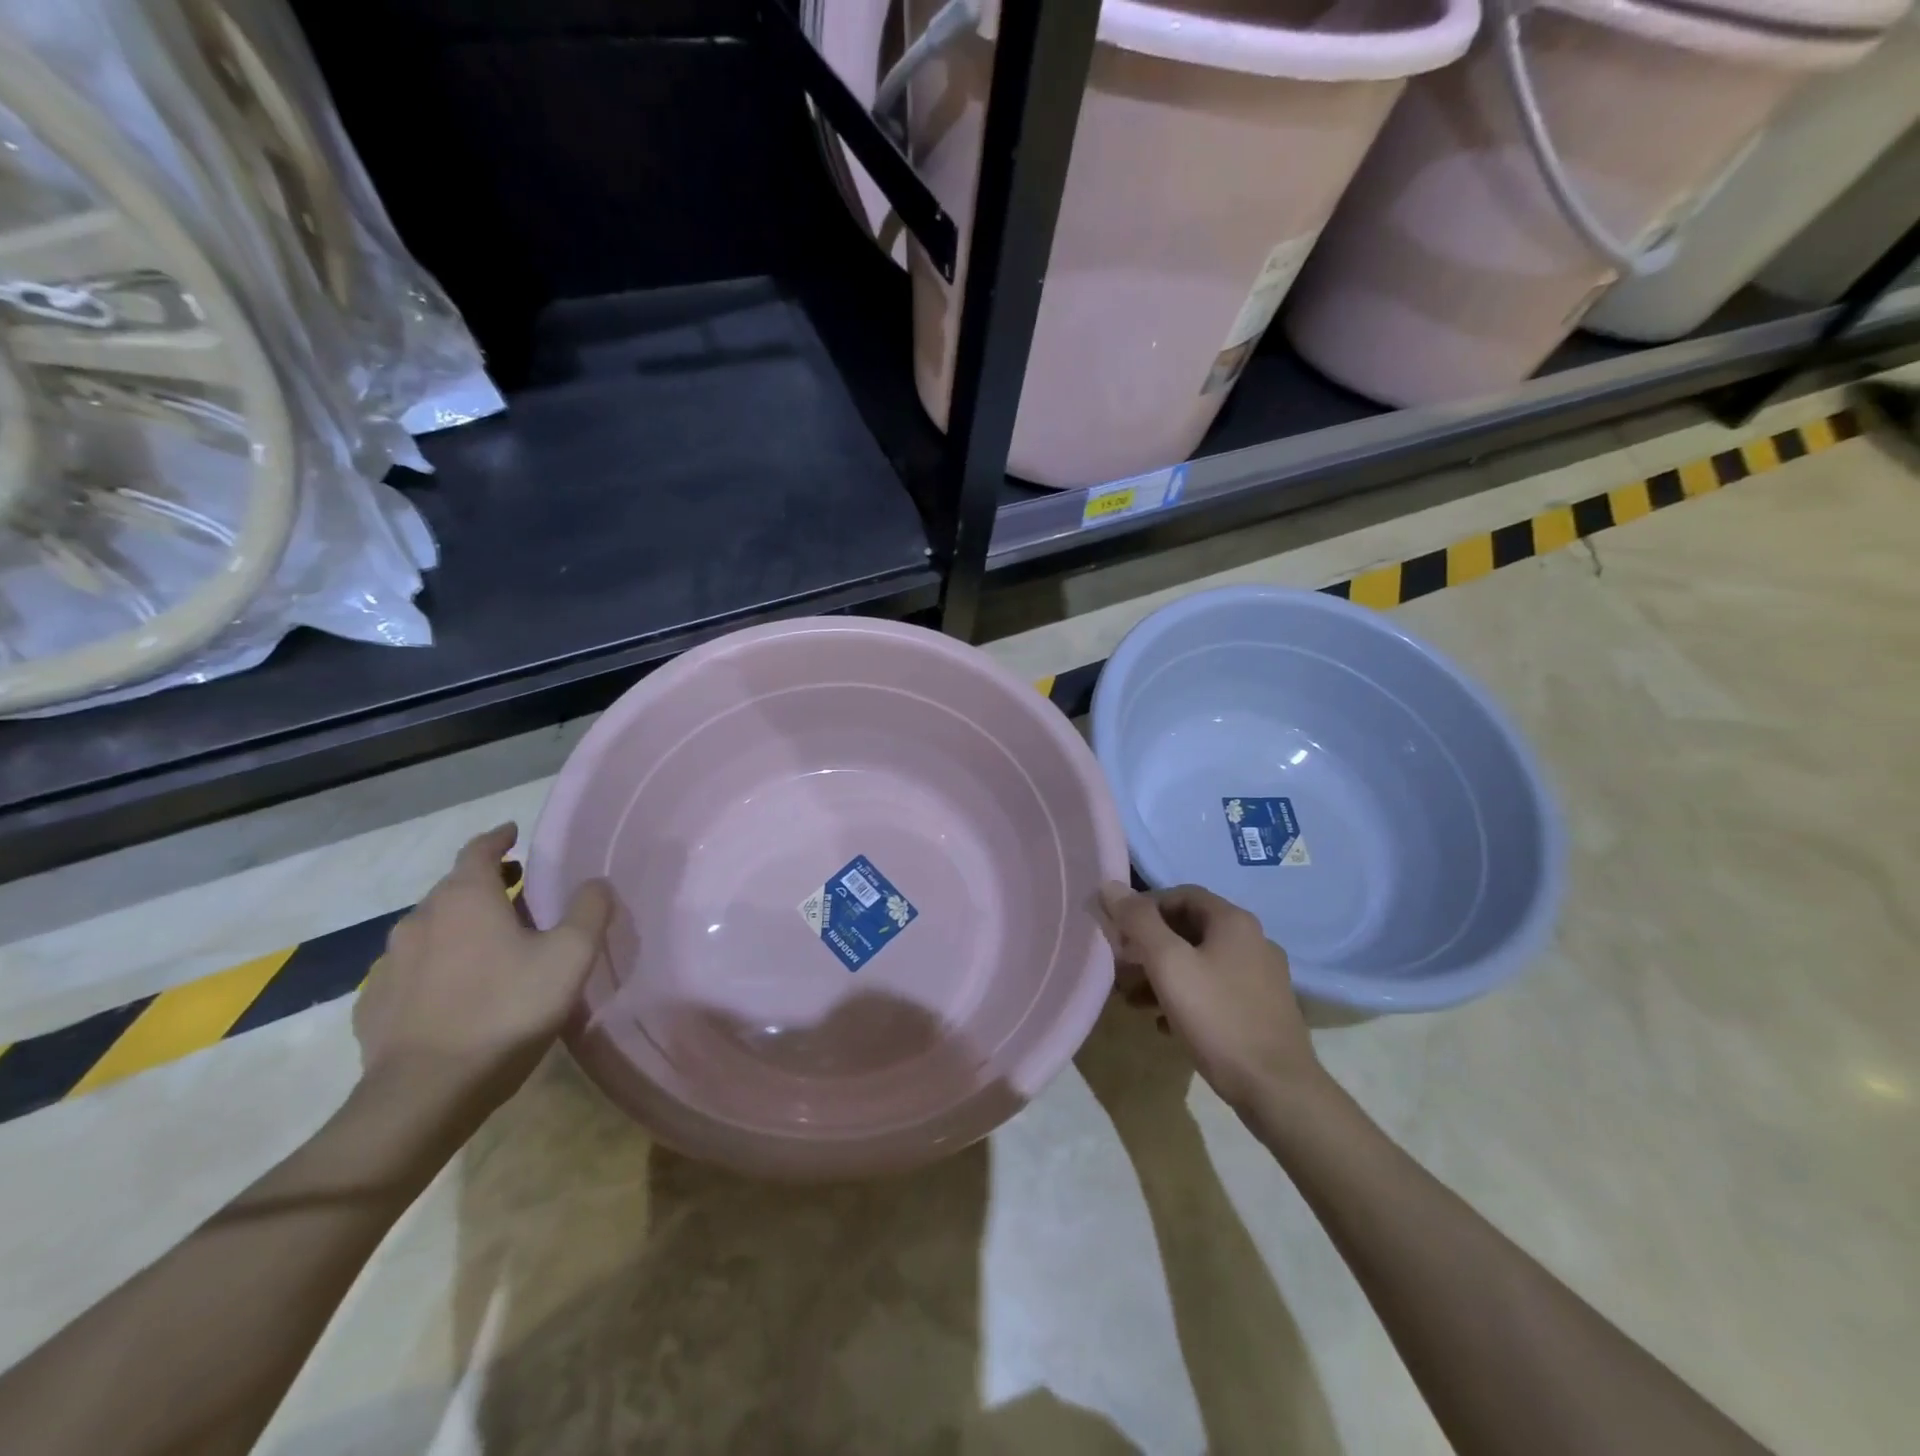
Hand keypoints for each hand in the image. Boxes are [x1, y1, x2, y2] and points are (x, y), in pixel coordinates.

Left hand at [354, 824, 614, 1115]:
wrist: (424, 1095)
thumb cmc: (506, 1011)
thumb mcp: (570, 957)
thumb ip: (589, 911)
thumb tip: (595, 883)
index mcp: (465, 899)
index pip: (478, 850)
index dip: (498, 838)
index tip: (513, 833)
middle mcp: (420, 920)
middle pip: (454, 888)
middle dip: (486, 884)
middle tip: (518, 894)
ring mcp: (390, 964)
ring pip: (431, 928)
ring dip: (461, 925)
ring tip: (491, 944)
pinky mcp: (374, 1005)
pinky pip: (412, 969)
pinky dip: (437, 964)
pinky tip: (456, 989)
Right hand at [1093, 883, 1319, 1111]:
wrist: (1277, 1089)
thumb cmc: (1217, 1017)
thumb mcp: (1168, 964)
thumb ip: (1138, 922)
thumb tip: (1110, 885)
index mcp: (1233, 921)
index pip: (1180, 894)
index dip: (1144, 908)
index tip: (1118, 932)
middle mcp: (1252, 941)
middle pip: (1189, 929)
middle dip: (1149, 946)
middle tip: (1121, 967)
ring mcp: (1261, 977)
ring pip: (1200, 962)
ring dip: (1163, 975)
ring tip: (1133, 1000)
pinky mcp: (1262, 1009)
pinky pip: (1215, 991)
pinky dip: (1185, 998)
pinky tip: (1164, 1024)